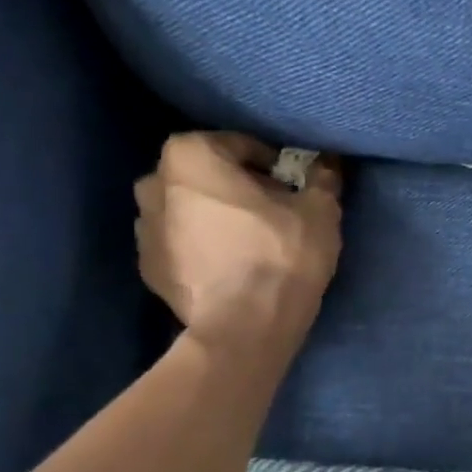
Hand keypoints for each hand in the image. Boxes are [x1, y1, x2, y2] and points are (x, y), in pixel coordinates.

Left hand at [134, 132, 342, 360]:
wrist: (244, 327)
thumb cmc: (280, 255)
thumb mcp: (319, 211)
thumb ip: (322, 179)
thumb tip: (328, 163)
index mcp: (190, 156)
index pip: (238, 145)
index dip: (271, 164)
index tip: (292, 186)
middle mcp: (154, 183)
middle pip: (206, 176)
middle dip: (236, 187)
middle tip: (273, 211)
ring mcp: (143, 229)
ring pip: (189, 210)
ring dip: (215, 218)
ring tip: (251, 242)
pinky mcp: (148, 269)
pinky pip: (181, 245)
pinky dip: (202, 248)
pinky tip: (232, 267)